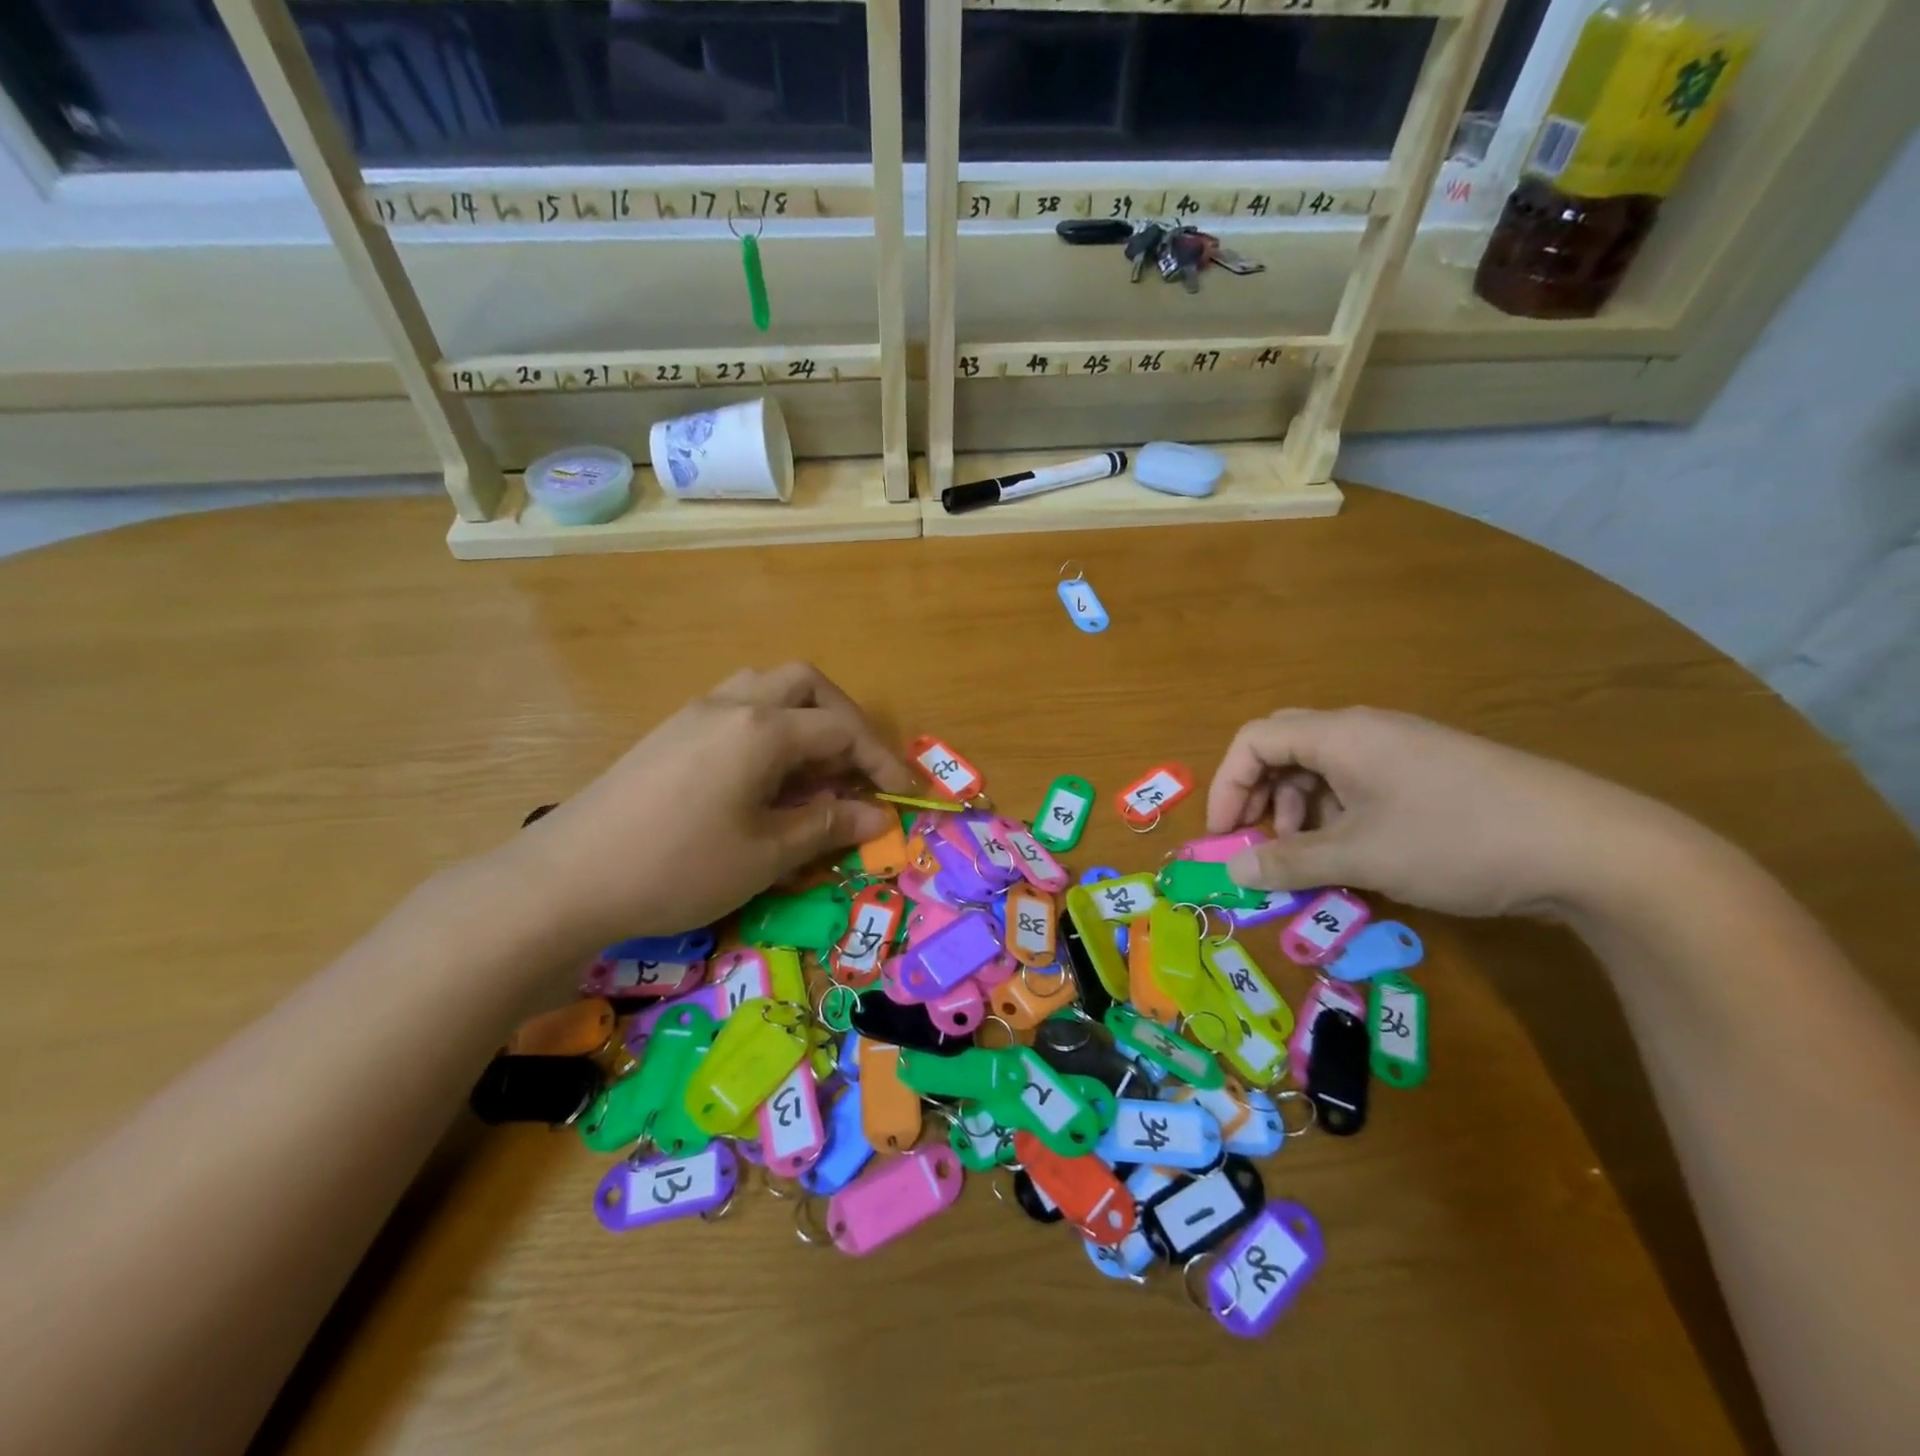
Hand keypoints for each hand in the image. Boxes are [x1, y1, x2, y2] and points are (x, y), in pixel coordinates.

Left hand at [511, 664, 912, 947]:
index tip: (902, 794)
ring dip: (802, 715)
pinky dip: (767, 727)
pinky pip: (735, 707)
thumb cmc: (679, 866)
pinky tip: (762, 775)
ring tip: (812, 766)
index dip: (880, 760)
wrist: (566, 878)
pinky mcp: (670, 732)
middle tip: (857, 766)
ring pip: (765, 687)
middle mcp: (732, 704)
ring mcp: (695, 713)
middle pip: (805, 684)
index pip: (842, 730)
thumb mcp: (767, 854)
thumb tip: (878, 816)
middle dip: (844, 718)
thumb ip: (828, 826)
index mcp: (762, 729)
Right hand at [1206, 707, 1648, 917]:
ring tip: (1309, 861)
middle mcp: (1366, 731)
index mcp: (1340, 735)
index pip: (1254, 740)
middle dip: (1259, 799)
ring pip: (1323, 772)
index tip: (1224, 837)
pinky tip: (1355, 857)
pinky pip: (1360, 787)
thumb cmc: (1456, 840)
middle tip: (1259, 846)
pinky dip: (1338, 819)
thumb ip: (1289, 861)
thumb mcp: (1362, 857)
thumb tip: (1234, 870)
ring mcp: (1402, 751)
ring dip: (1299, 814)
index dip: (1226, 786)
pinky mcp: (1430, 775)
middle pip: (1285, 751)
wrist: (1591, 846)